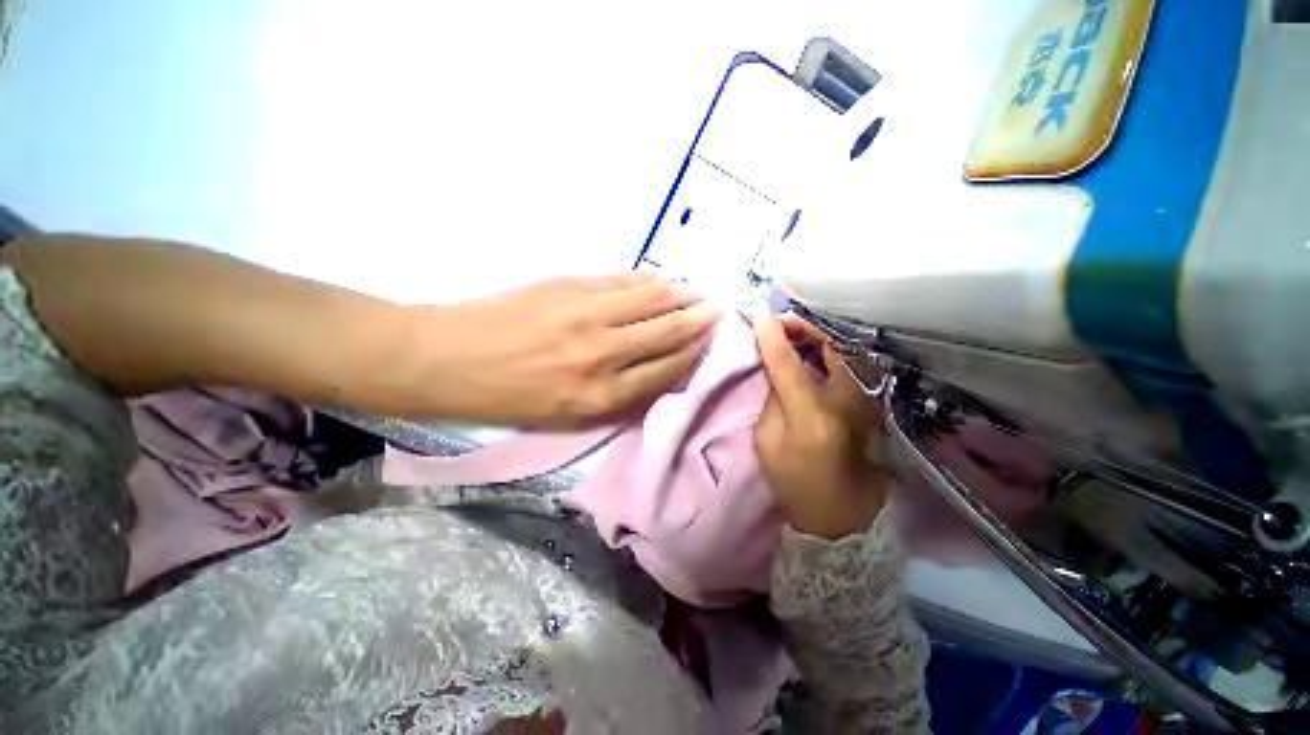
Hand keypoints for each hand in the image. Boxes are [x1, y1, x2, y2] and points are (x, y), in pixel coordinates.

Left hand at [413, 272, 719, 426]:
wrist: (448, 359)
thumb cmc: (507, 396)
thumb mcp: (566, 414)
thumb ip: (615, 393)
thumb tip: (652, 367)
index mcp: (601, 396)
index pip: (665, 369)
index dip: (691, 353)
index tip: (708, 341)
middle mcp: (603, 355)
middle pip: (666, 331)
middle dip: (697, 320)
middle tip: (717, 309)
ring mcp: (587, 315)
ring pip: (650, 300)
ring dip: (678, 295)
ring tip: (695, 291)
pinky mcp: (569, 286)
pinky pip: (621, 281)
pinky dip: (646, 279)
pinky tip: (661, 277)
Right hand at [752, 307, 893, 539]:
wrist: (838, 509)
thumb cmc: (792, 480)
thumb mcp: (767, 440)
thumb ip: (773, 396)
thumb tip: (778, 363)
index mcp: (812, 416)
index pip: (787, 362)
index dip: (771, 332)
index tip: (757, 309)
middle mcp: (845, 402)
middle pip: (830, 345)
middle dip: (803, 324)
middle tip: (778, 320)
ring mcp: (864, 401)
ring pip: (844, 348)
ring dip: (816, 333)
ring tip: (790, 330)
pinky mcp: (868, 401)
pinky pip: (848, 361)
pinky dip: (828, 347)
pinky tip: (809, 347)